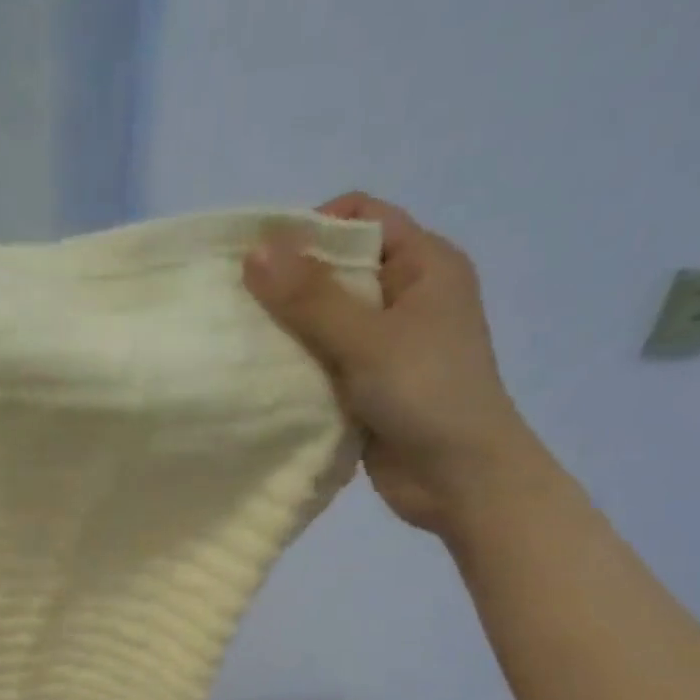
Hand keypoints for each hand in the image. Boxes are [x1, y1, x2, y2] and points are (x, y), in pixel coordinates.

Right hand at [244, 192, 544, 532]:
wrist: (460, 480)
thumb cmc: (427, 394)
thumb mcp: (367, 338)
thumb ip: (311, 298)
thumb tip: (255, 251)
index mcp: (424, 265)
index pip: (362, 219)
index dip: (312, 228)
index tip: (263, 260)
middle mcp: (407, 298)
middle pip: (339, 271)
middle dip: (290, 286)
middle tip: (240, 306)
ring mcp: (388, 348)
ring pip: (327, 324)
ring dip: (289, 333)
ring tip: (242, 344)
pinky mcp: (369, 390)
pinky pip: (325, 367)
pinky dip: (298, 371)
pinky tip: (262, 381)